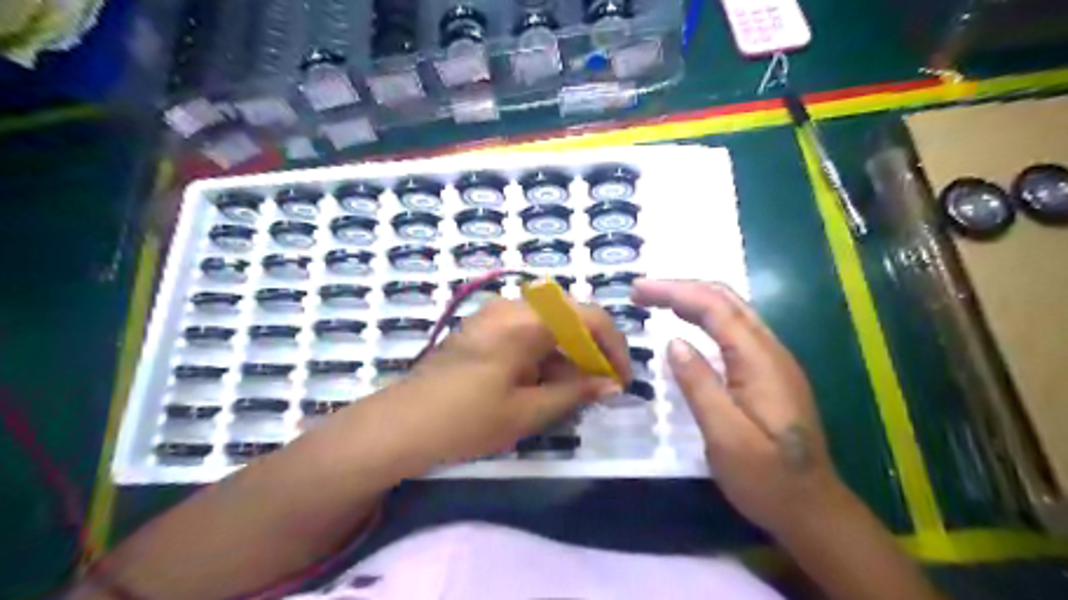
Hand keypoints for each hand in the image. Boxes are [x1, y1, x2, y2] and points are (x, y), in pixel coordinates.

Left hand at [391, 298, 626, 466]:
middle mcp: (512, 305)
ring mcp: (494, 313)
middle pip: (570, 315)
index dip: (614, 347)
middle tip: (600, 385)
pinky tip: (543, 381)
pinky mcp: (483, 326)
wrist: (402, 424)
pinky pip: (527, 328)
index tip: (621, 380)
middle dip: (592, 349)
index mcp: (526, 321)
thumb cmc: (466, 420)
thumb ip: (575, 392)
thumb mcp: (528, 411)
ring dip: (568, 351)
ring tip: (572, 390)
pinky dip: (545, 350)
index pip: (589, 317)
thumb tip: (611, 384)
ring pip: (550, 322)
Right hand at [628, 279, 847, 534]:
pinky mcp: (768, 373)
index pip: (715, 308)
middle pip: (726, 300)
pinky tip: (688, 325)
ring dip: (693, 299)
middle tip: (642, 292)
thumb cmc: (766, 478)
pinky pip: (734, 330)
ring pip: (732, 311)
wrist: (813, 509)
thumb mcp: (725, 436)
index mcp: (759, 361)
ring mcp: (773, 360)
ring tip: (657, 300)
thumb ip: (699, 385)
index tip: (637, 290)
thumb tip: (674, 343)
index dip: (675, 291)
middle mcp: (770, 350)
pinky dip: (705, 317)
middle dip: (682, 288)